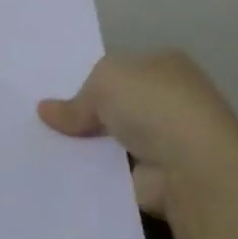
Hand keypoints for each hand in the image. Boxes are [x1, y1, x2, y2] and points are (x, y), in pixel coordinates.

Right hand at [38, 51, 237, 215]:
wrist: (192, 168)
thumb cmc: (153, 106)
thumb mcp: (103, 82)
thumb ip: (75, 100)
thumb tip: (46, 111)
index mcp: (166, 64)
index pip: (121, 67)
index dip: (91, 78)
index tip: (57, 91)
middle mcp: (172, 98)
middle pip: (117, 102)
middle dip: (88, 112)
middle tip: (46, 120)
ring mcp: (169, 138)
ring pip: (114, 136)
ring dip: (90, 143)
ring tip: (46, 146)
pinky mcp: (160, 173)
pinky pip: (116, 167)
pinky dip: (97, 170)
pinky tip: (67, 170)